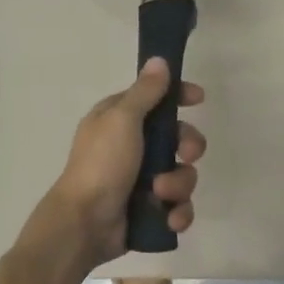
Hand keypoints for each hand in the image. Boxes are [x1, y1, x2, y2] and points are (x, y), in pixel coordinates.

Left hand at [25, 58, 206, 267]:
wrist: (85, 223)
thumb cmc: (102, 164)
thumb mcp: (122, 119)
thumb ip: (145, 92)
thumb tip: (159, 60)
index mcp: (119, 120)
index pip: (155, 99)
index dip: (178, 96)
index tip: (198, 99)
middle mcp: (132, 147)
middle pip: (178, 138)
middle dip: (188, 147)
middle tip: (185, 155)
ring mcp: (142, 181)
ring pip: (182, 175)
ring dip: (178, 185)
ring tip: (159, 194)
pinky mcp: (149, 210)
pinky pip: (178, 206)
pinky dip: (177, 213)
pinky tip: (169, 219)